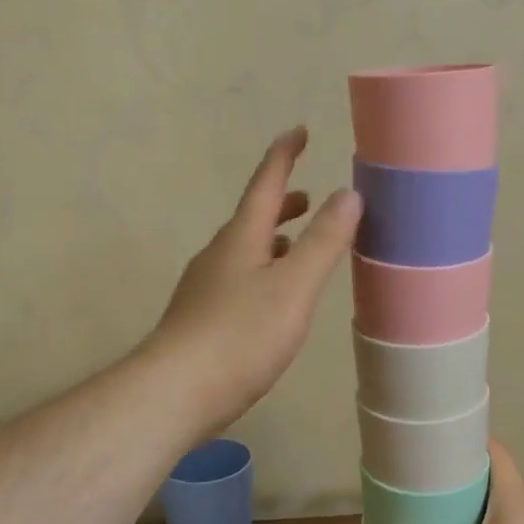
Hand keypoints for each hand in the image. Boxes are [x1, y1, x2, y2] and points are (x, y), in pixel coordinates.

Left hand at [148, 127, 361, 438]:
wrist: (175, 392)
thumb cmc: (240, 335)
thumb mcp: (293, 286)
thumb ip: (323, 241)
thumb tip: (348, 193)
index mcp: (241, 238)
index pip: (266, 184)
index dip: (284, 155)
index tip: (299, 131)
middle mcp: (219, 254)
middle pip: (253, 217)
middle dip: (282, 203)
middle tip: (308, 198)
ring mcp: (205, 287)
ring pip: (245, 250)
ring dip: (273, 240)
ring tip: (296, 247)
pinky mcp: (201, 318)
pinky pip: (238, 278)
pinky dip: (262, 271)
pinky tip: (272, 298)